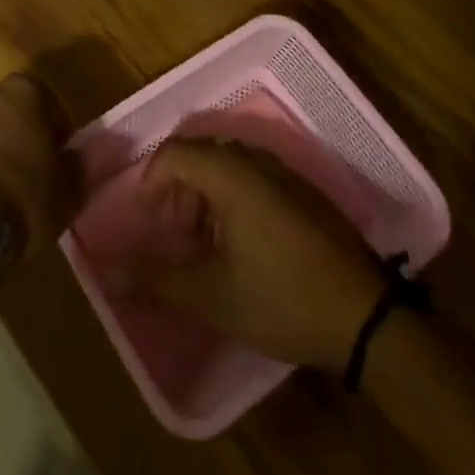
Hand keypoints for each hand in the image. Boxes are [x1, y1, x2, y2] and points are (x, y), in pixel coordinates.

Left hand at [0, 73, 78, 262]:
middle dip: (23, 131)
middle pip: (13, 108)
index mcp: (24, 91)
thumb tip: (71, 157)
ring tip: (6, 179)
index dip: (57, 129)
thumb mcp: (67, 190)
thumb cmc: (25, 195)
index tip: (60, 154)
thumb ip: (74, 166)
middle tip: (34, 164)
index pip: (48, 101)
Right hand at [106, 137, 383, 372]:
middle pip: (199, 154)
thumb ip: (156, 280)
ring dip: (205, 194)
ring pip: (228, 164)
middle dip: (178, 189)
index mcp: (229, 172)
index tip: (149, 221)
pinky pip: (255, 176)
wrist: (368, 320)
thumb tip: (107, 273)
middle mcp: (255, 160)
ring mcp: (285, 173)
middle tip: (175, 232)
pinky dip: (234, 197)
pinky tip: (243, 243)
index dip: (152, 182)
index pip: (173, 153)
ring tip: (206, 242)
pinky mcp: (305, 192)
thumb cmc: (282, 299)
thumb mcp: (212, 296)